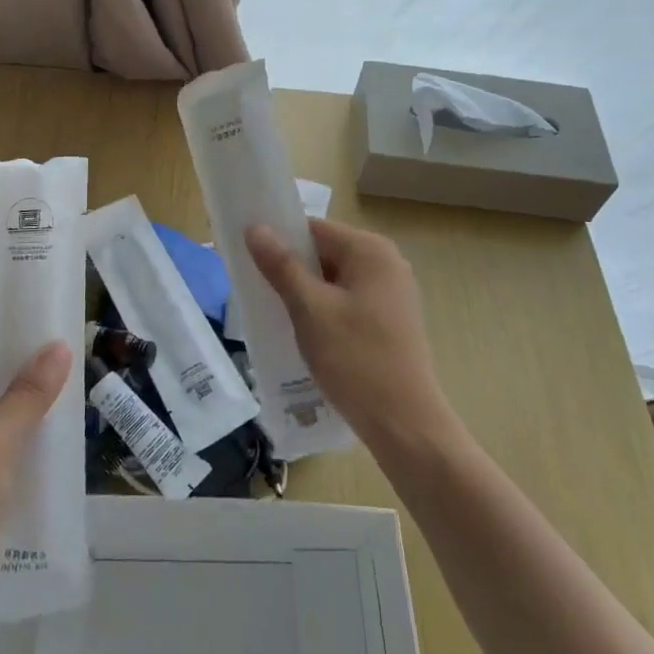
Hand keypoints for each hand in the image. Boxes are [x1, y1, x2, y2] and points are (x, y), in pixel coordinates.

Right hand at [245, 218, 454, 450]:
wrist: (405, 424)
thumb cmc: (356, 359)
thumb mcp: (310, 310)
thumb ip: (281, 266)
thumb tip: (255, 228)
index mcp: (370, 250)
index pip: (313, 229)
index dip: (279, 240)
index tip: (249, 260)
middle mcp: (386, 262)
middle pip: (325, 252)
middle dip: (291, 269)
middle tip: (258, 292)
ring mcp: (392, 292)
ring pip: (334, 279)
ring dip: (306, 293)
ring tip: (277, 315)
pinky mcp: (391, 319)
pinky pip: (348, 300)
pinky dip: (324, 310)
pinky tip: (306, 334)